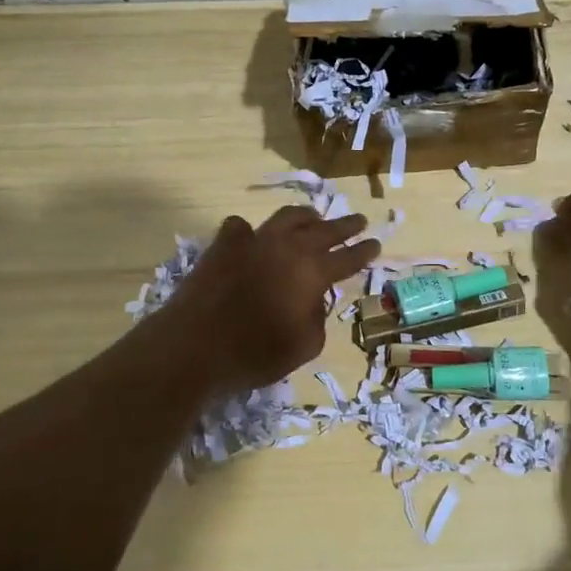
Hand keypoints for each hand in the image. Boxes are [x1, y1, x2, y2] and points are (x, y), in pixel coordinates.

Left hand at [163, 206, 379, 394]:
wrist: (193, 346)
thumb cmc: (254, 354)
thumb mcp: (303, 347)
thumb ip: (317, 319)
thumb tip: (314, 300)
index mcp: (312, 272)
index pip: (348, 257)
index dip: (365, 250)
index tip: (376, 243)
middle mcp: (288, 248)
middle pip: (324, 229)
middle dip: (345, 225)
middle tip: (358, 221)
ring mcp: (254, 240)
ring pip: (287, 217)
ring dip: (306, 216)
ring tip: (314, 216)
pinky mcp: (223, 244)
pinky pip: (241, 227)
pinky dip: (251, 231)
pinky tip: (252, 236)